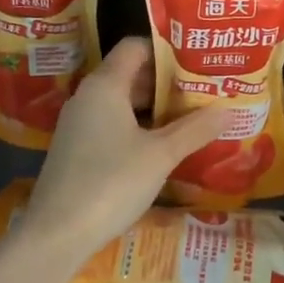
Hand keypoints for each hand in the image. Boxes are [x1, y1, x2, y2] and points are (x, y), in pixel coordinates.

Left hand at [15, 37, 226, 262]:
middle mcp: (88, 96)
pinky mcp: (76, 149)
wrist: (55, 236)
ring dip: (155, 107)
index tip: (197, 62)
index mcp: (105, 85)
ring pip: (122, 101)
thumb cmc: (110, 183)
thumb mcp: (161, 155)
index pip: (136, 46)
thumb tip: (229, 110)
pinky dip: (138, 126)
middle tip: (203, 91)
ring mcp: (79, 124)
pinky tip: (162, 146)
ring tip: (191, 117)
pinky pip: (112, 123)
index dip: (166, 50)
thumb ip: (195, 129)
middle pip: (131, 73)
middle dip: (167, 81)